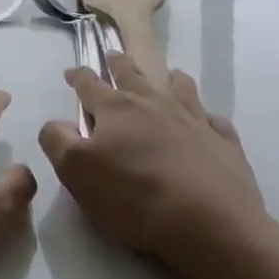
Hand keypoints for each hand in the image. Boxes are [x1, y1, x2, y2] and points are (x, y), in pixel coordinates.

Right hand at [39, 55, 263, 278]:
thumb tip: (55, 122)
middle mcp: (154, 104)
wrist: (210, 222)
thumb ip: (58, 141)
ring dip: (171, 79)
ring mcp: (193, 120)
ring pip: (180, 88)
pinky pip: (214, 120)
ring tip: (170, 75)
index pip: (90, 84)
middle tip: (114, 55)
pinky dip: (207, 117)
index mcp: (115, 109)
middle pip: (133, 75)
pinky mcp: (223, 142)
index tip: (72, 71)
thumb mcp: (77, 173)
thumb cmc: (135, 197)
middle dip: (120, 64)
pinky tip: (207, 121)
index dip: (78, 76)